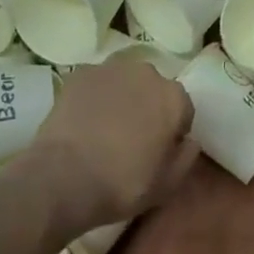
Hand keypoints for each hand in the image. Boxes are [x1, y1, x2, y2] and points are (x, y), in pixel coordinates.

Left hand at [20, 61, 196, 236]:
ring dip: (121, 98)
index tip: (159, 151)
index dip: (173, 131)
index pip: (183, 110)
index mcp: (173, 97)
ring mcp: (112, 68)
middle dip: (147, 107)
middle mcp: (147, 72)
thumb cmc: (122, 184)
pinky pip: (96, 83)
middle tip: (131, 139)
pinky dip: (93, 96)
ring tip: (104, 128)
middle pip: (153, 89)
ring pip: (124, 81)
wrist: (63, 176)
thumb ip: (186, 157)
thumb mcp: (166, 185)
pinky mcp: (82, 72)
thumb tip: (190, 140)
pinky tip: (83, 121)